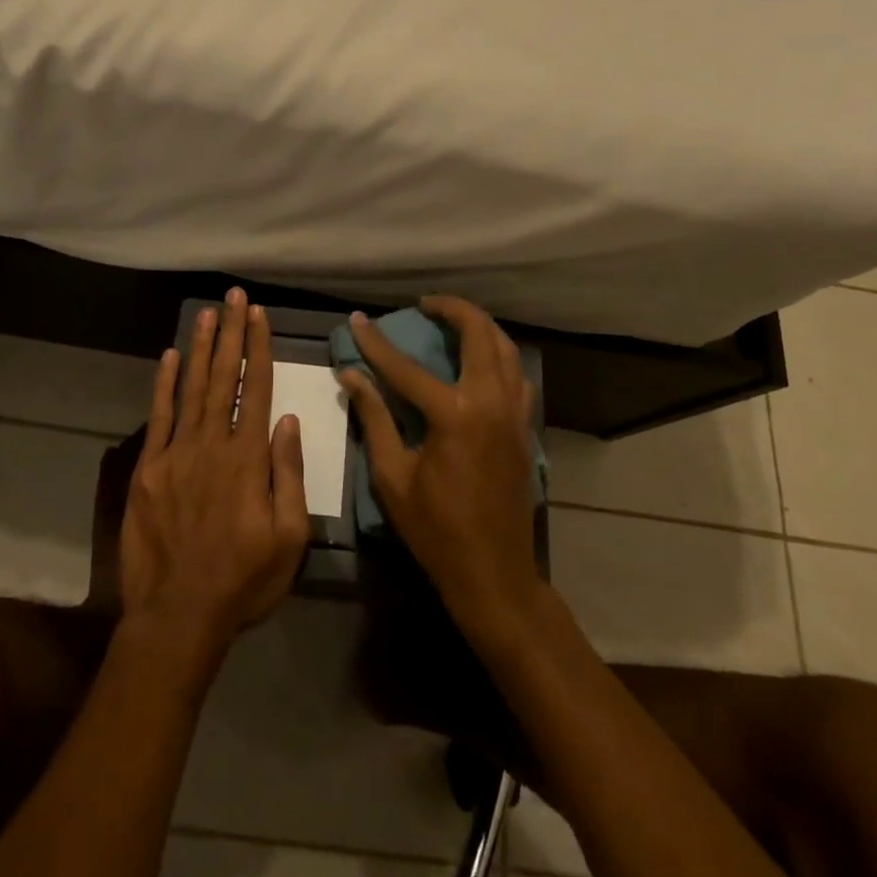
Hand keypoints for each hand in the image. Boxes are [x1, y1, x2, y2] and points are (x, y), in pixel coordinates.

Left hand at [119, 288, 308, 655]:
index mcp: (248, 459)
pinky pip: (158, 417)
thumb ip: (287, 474)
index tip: (258, 315)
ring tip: (208, 313)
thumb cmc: (244, 580)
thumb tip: (288, 421)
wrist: (179, 615)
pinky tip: (171, 356)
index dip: (257, 348)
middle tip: (233, 296)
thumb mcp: (288, 537)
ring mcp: (176, 454)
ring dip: (202, 348)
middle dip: (230, 334)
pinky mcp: (148, 469)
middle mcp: (212, 444)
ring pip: (192, 388)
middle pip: (223, 378)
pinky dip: (164, 384)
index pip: (256, 389)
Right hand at [340, 296, 541, 632]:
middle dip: (452, 310)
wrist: (493, 572)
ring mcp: (515, 414)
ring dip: (481, 326)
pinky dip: (499, 354)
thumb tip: (351, 376)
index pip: (406, 367)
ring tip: (453, 320)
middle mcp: (491, 403)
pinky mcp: (525, 428)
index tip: (356, 319)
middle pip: (478, 335)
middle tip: (425, 304)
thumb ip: (373, 418)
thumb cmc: (435, 529)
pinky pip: (517, 375)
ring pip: (506, 349)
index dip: (376, 343)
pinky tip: (480, 359)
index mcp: (454, 415)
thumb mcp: (392, 475)